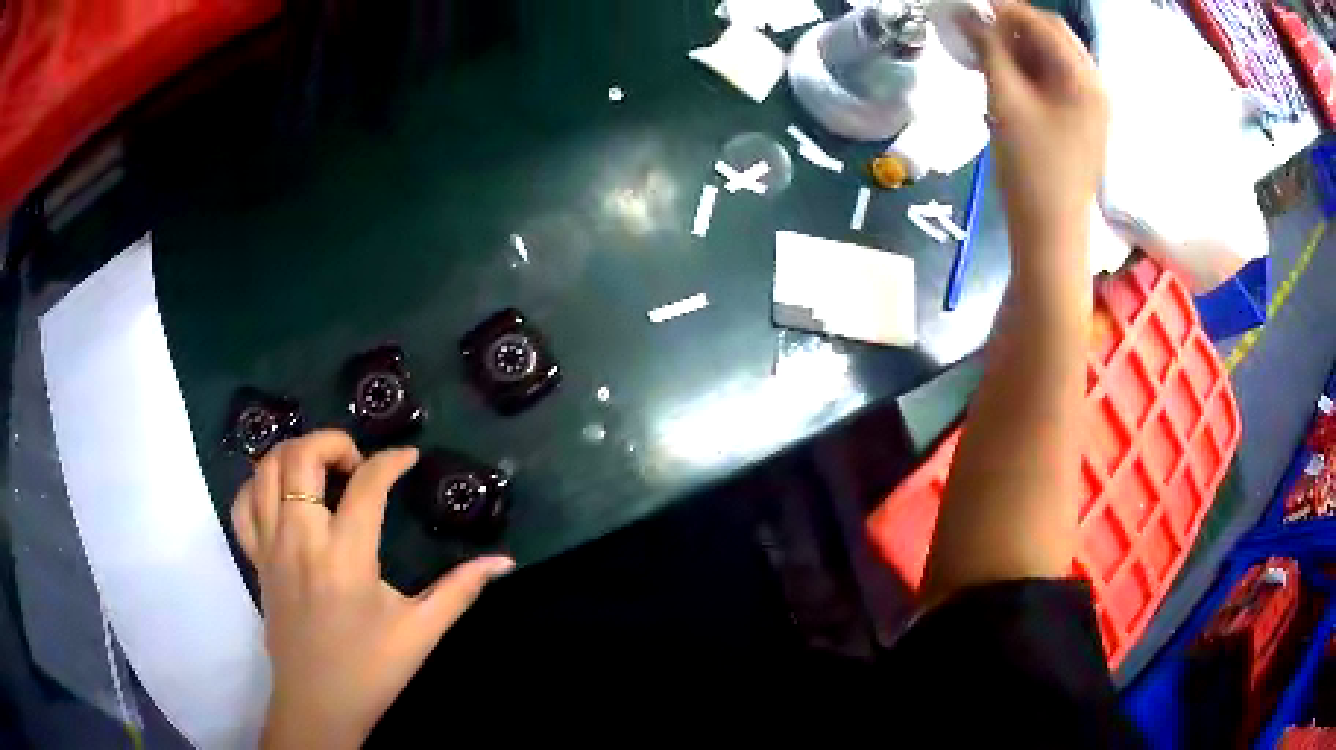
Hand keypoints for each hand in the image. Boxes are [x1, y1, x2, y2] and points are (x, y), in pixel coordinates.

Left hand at [231, 430, 514, 749]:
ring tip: (321, 473)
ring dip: (295, 454)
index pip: (366, 484)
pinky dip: (260, 483)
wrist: (318, 702)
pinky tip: (283, 494)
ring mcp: (271, 546)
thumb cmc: (371, 668)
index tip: (408, 459)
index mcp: (346, 557)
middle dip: (333, 442)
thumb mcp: (422, 631)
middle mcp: (301, 539)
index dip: (391, 461)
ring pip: (267, 469)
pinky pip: (244, 502)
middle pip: (302, 457)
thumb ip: (460, 589)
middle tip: (357, 464)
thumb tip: (504, 561)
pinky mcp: (255, 558)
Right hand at [964, 1, 1108, 249]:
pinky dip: (1031, 71)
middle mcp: (1095, 86)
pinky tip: (1007, 77)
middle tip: (977, 27)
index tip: (970, 6)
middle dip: (1014, 27)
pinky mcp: (1083, 123)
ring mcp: (1092, 107)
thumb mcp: (1005, 100)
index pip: (1042, 23)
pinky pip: (1057, 82)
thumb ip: (989, 49)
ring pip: (1054, 59)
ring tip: (987, 52)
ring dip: (1020, 48)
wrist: (1051, 232)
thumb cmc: (1031, 167)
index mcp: (1084, 78)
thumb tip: (968, 14)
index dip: (1005, 9)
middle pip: (1053, 37)